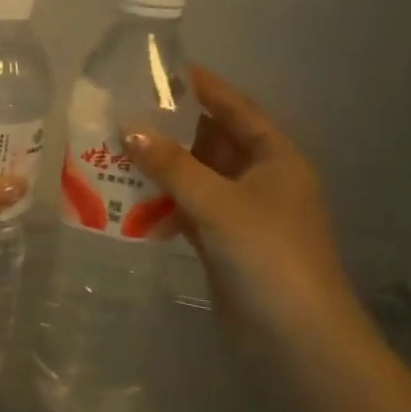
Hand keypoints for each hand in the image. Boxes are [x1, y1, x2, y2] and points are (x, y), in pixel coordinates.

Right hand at [124, 67, 351, 325]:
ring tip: (114, 148)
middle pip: (212, 141)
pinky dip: (162, 203)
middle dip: (171, 128)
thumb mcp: (218, 202)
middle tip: (124, 110)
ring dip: (162, 167)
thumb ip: (172, 164)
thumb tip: (128, 128)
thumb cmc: (268, 256)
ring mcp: (243, 215)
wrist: (296, 342)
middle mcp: (261, 180)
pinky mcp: (224, 245)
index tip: (160, 70)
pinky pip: (188, 210)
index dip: (202, 87)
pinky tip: (126, 197)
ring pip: (196, 178)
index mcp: (275, 158)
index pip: (235, 108)